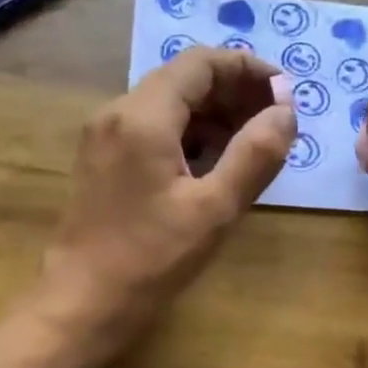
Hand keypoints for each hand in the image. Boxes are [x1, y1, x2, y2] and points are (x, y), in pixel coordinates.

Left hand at [35, 46, 295, 358]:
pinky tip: (215, 163)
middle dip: (234, 92)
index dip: (248, 70)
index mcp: (143, 116)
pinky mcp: (102, 162)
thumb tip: (285, 113)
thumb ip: (255, 155)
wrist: (81, 304)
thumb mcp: (214, 210)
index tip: (286, 94)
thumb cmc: (150, 260)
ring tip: (254, 144)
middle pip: (183, 80)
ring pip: (168, 105)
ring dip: (213, 115)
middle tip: (277, 121)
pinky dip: (189, 135)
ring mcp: (105, 138)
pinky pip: (152, 130)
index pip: (201, 63)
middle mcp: (117, 113)